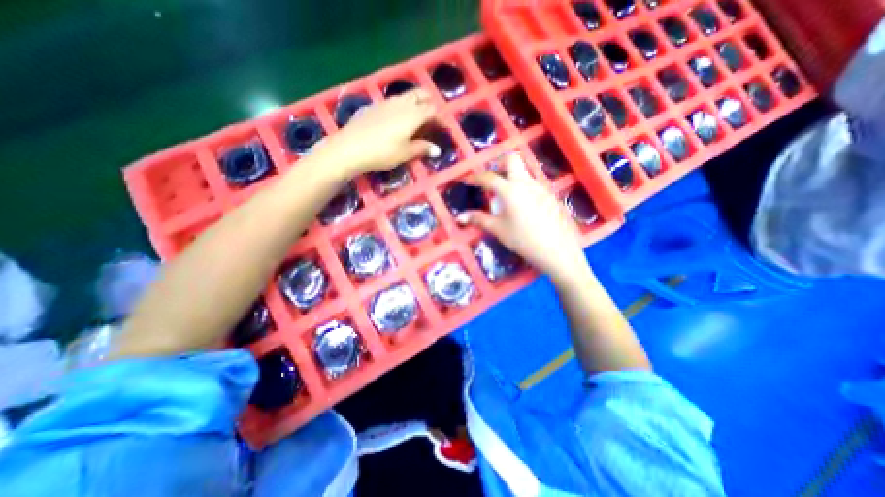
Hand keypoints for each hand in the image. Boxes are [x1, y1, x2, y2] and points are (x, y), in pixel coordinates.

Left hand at [318, 89, 441, 176]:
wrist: (350, 147)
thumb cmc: (383, 152)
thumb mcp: (405, 153)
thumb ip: (422, 148)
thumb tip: (437, 150)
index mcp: (413, 114)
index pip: (433, 110)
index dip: (441, 118)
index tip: (445, 127)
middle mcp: (401, 103)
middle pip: (420, 95)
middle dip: (430, 103)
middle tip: (433, 116)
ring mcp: (386, 102)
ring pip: (406, 96)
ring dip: (416, 102)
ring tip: (418, 116)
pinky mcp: (374, 106)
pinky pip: (394, 101)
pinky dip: (402, 106)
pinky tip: (398, 118)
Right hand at [460, 152, 589, 281]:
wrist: (557, 250)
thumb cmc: (523, 239)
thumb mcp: (498, 229)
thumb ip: (479, 219)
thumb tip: (460, 217)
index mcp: (510, 190)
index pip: (488, 177)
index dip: (475, 177)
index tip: (467, 180)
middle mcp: (525, 183)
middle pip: (512, 160)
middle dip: (498, 165)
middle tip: (492, 179)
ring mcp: (540, 187)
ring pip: (523, 172)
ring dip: (511, 176)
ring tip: (505, 196)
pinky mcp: (549, 195)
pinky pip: (532, 184)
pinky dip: (522, 187)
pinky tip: (522, 206)